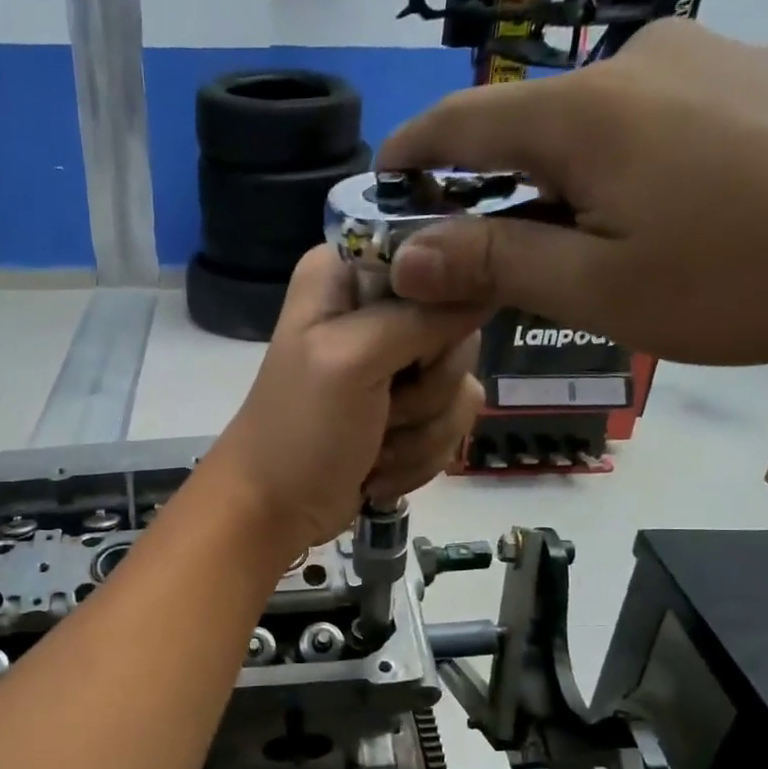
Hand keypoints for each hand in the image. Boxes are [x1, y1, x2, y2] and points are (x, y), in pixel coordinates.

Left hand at [208, 248, 484, 557]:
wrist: (278, 510)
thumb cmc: (302, 429)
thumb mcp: (354, 357)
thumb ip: (422, 314)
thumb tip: (489, 285)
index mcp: (347, 275)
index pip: (436, 258)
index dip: (439, 309)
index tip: (414, 352)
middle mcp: (375, 309)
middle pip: (459, 326)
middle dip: (428, 386)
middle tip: (383, 409)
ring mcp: (395, 363)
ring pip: (462, 382)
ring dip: (422, 431)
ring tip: (374, 447)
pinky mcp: (409, 409)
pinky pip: (454, 421)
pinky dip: (419, 454)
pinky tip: (379, 467)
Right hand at [378, 19, 767, 365]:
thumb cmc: (746, 277)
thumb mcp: (599, 289)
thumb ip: (494, 263)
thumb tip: (405, 255)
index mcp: (585, 112)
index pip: (461, 122)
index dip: (409, 154)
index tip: (378, 185)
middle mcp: (641, 62)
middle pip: (532, 126)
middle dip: (493, 187)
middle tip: (487, 257)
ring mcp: (714, 58)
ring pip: (600, 124)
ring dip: (567, 182)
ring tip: (591, 251)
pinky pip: (663, 118)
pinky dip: (631, 166)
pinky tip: (674, 218)